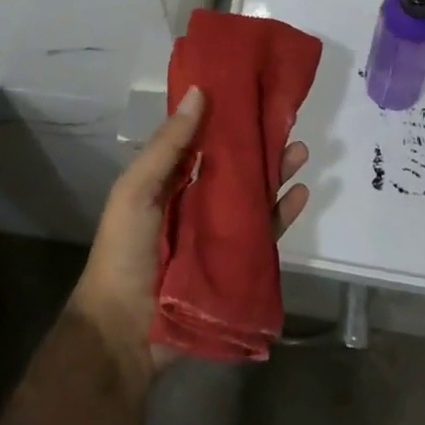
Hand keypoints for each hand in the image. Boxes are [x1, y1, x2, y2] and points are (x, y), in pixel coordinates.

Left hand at [69, 88, 309, 379]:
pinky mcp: (236, 263)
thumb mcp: (136, 190)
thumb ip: (168, 145)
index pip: (203, 140)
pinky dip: (283, 213)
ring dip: (277, 173)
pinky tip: (300, 195)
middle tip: (286, 121)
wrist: (124, 333)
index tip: (250, 92)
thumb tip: (198, 92)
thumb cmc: (124, 252)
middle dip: (260, 144)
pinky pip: (265, 233)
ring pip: (254, 195)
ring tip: (300, 152)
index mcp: (169, 180)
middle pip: (235, 166)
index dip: (225, 117)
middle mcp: (196, 201)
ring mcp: (219, 233)